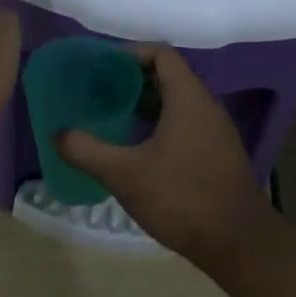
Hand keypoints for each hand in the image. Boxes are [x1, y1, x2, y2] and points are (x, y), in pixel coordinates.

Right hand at [57, 44, 276, 276]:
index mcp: (188, 98)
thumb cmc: (181, 198)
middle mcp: (206, 106)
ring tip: (112, 118)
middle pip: (168, 76)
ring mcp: (216, 131)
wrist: (238, 243)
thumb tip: (57, 134)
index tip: (100, 66)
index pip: (161, 54)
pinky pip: (186, 125)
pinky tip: (137, 150)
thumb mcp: (124, 174)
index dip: (130, 53)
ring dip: (145, 105)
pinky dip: (160, 126)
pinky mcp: (218, 155)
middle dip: (132, 80)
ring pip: (177, 103)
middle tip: (98, 93)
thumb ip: (86, 150)